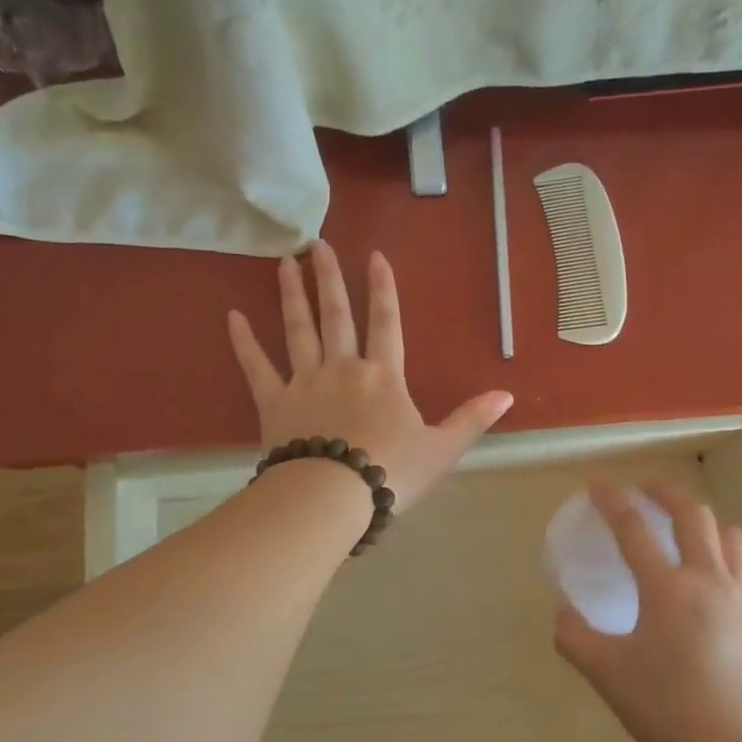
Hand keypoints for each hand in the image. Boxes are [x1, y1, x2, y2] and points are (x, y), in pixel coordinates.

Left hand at [227, 241, 513, 511]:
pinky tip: (232, 317)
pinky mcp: (274, 404)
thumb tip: (508, 394)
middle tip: (318, 245)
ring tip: (285, 263)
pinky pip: (256, 367)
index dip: (382, 289)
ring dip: (292, 296)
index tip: (374, 256)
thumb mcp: (442, 449)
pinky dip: (244, 343)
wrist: (334, 497)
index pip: (386, 323)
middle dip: (329, 278)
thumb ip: (472, 419)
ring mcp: (305, 382)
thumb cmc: (391, 472)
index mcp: (384, 377)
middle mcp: (343, 368)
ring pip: (298, 330)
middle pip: (336, 315)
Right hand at [554, 482, 741, 741]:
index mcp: (668, 588)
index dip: (612, 500)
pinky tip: (700, 575)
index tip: (595, 484)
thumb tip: (563, 613)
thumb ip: (575, 637)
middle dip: (665, 492)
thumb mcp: (606, 674)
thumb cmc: (666, 709)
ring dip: (701, 517)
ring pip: (726, 534)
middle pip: (693, 514)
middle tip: (642, 491)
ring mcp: (737, 598)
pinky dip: (717, 548)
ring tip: (679, 524)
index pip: (635, 527)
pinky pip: (737, 564)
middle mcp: (707, 580)